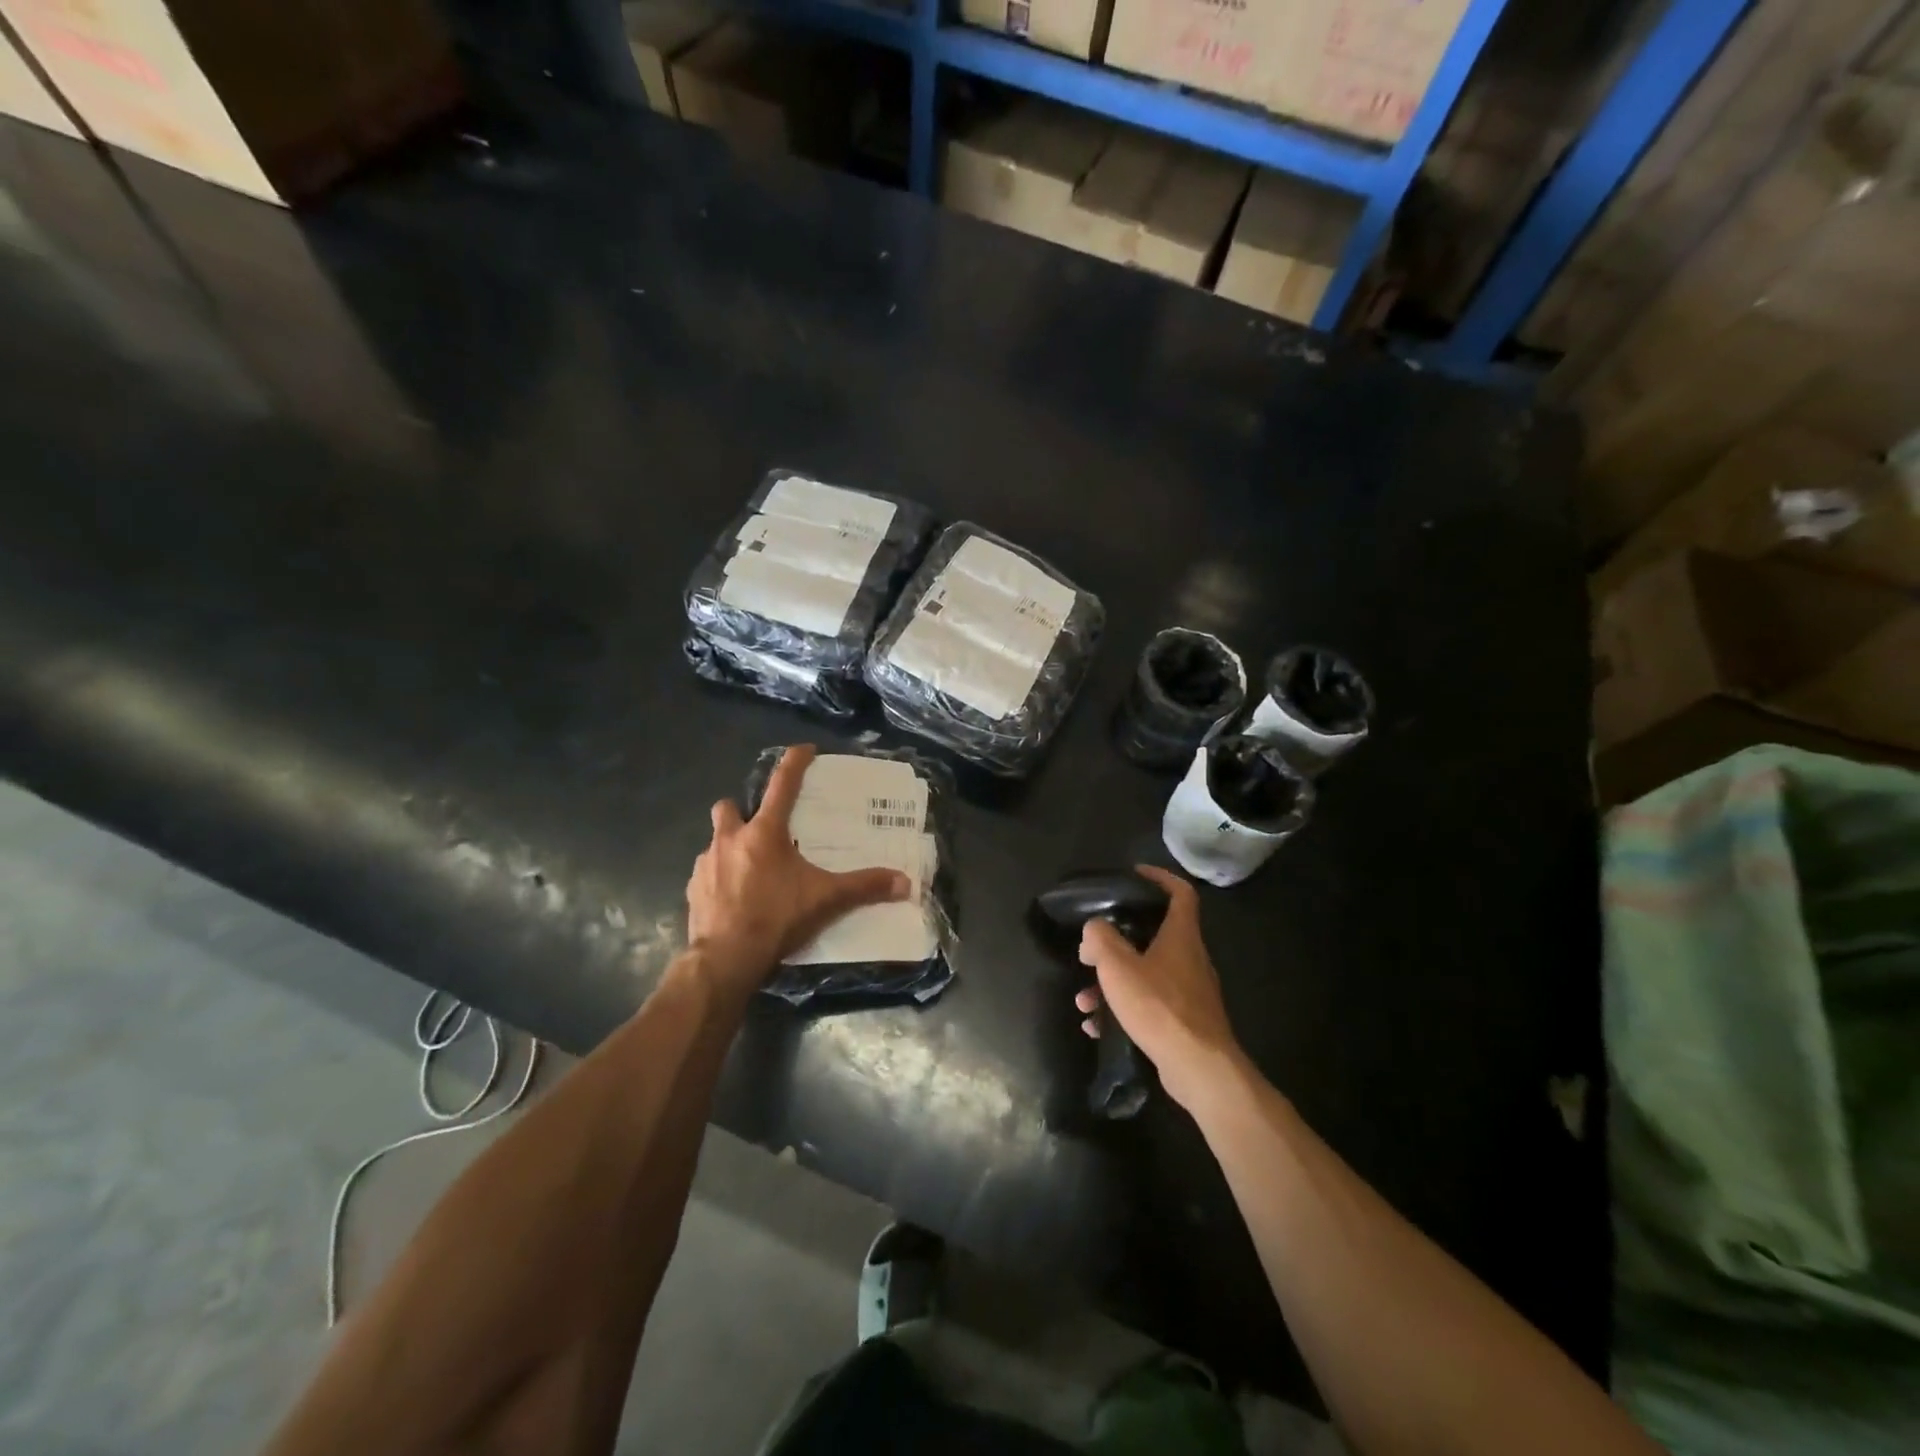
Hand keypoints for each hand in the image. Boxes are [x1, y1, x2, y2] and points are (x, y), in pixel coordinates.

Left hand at [686, 745, 910, 998]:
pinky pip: (706, 873)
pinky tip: (735, 896)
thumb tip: (905, 883)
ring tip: (752, 868)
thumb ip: (864, 887)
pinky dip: (720, 877)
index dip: (794, 762)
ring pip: (716, 841)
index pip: (782, 784)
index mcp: (764, 833)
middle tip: (762, 828)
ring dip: (731, 846)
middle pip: (730, 807)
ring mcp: (706, 864)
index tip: (804, 750)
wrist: (725, 959)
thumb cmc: (776, 918)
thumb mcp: (826, 900)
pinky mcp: (693, 889)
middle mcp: (730, 839)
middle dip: (742, 810)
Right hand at [1075, 865, 1245, 1111]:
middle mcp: (1190, 958)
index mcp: (1181, 936)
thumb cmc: (1159, 1006)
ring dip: (1113, 982)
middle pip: (1155, 935)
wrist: (1198, 1068)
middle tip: (1093, 947)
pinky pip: (1149, 1004)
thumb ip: (1100, 939)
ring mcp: (1190, 991)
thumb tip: (1094, 929)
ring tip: (1085, 1000)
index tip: (1134, 874)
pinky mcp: (1185, 1021)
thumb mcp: (1118, 966)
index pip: (1180, 892)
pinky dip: (1122, 1009)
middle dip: (1119, 940)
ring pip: (1146, 974)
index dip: (1160, 877)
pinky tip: (1097, 1026)